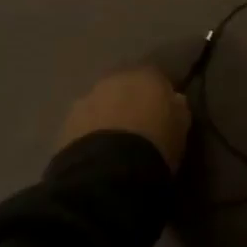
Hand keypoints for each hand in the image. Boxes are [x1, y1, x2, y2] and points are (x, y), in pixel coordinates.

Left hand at [57, 65, 190, 172]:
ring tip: (114, 144)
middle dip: (129, 101)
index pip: (156, 77)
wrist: (110, 171)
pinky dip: (89, 134)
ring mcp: (86, 99)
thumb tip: (173, 100)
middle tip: (136, 127)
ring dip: (107, 116)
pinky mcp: (66, 123)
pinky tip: (96, 154)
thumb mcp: (181, 127)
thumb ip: (177, 107)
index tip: (162, 113)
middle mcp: (114, 79)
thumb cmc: (156, 145)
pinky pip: (83, 124)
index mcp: (147, 75)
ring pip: (101, 103)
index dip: (158, 95)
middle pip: (124, 86)